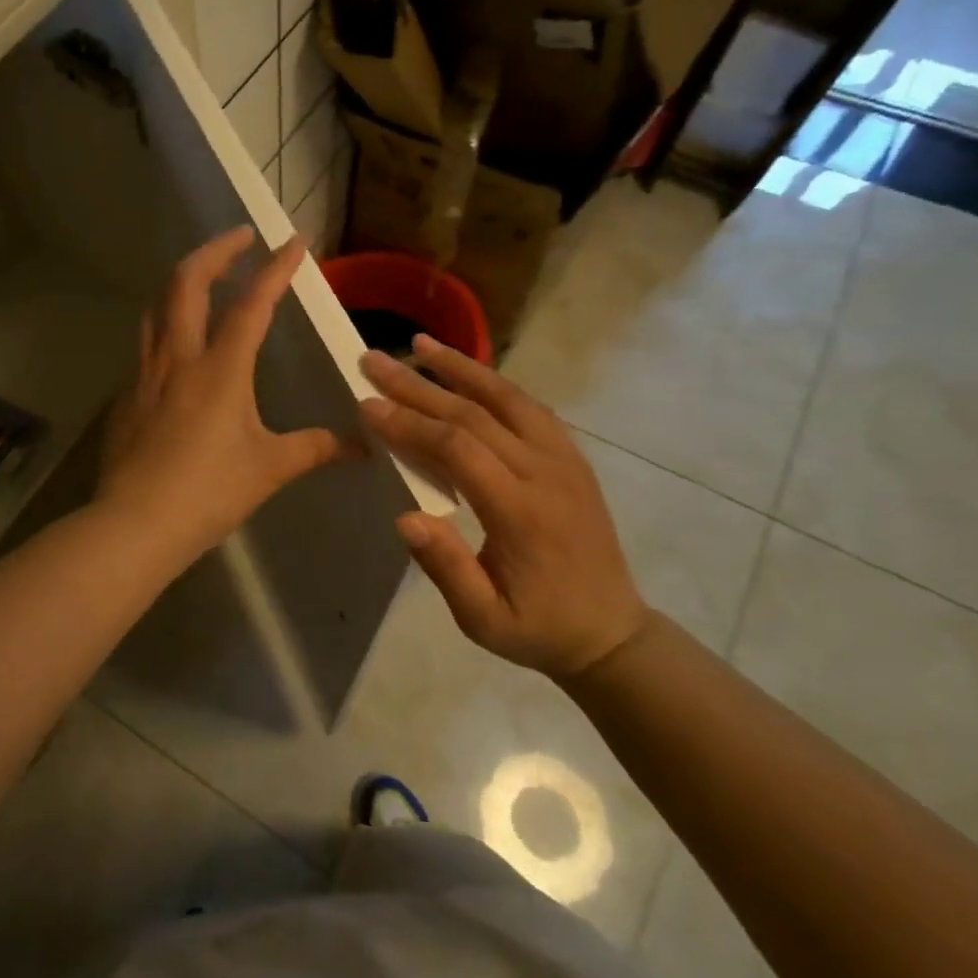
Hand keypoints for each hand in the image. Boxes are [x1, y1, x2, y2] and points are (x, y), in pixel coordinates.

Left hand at [98, 228, 346, 565]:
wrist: (135, 524)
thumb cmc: (208, 492)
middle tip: (240, 238)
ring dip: (183, 281)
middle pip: (187, 282)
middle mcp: (178, 357)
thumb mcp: (269, 468)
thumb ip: (316, 448)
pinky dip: (166, 324)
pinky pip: (146, 343)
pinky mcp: (127, 394)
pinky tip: (179, 346)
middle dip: (216, 251)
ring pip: (158, 306)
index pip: (251, 304)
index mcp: (220, 368)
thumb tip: (364, 446)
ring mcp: (145, 373)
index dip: (275, 269)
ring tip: (206, 280)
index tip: (294, 241)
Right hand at [360, 336, 648, 679]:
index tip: (367, 404)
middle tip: (373, 360)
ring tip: (419, 344)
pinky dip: (493, 383)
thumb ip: (447, 569)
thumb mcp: (484, 620)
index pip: (458, 450)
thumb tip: (405, 517)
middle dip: (418, 385)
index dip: (409, 423)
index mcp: (521, 513)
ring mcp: (564, 460)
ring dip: (460, 368)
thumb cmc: (538, 628)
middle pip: (475, 413)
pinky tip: (466, 372)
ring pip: (507, 398)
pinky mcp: (571, 458)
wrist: (611, 632)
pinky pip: (529, 407)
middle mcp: (545, 473)